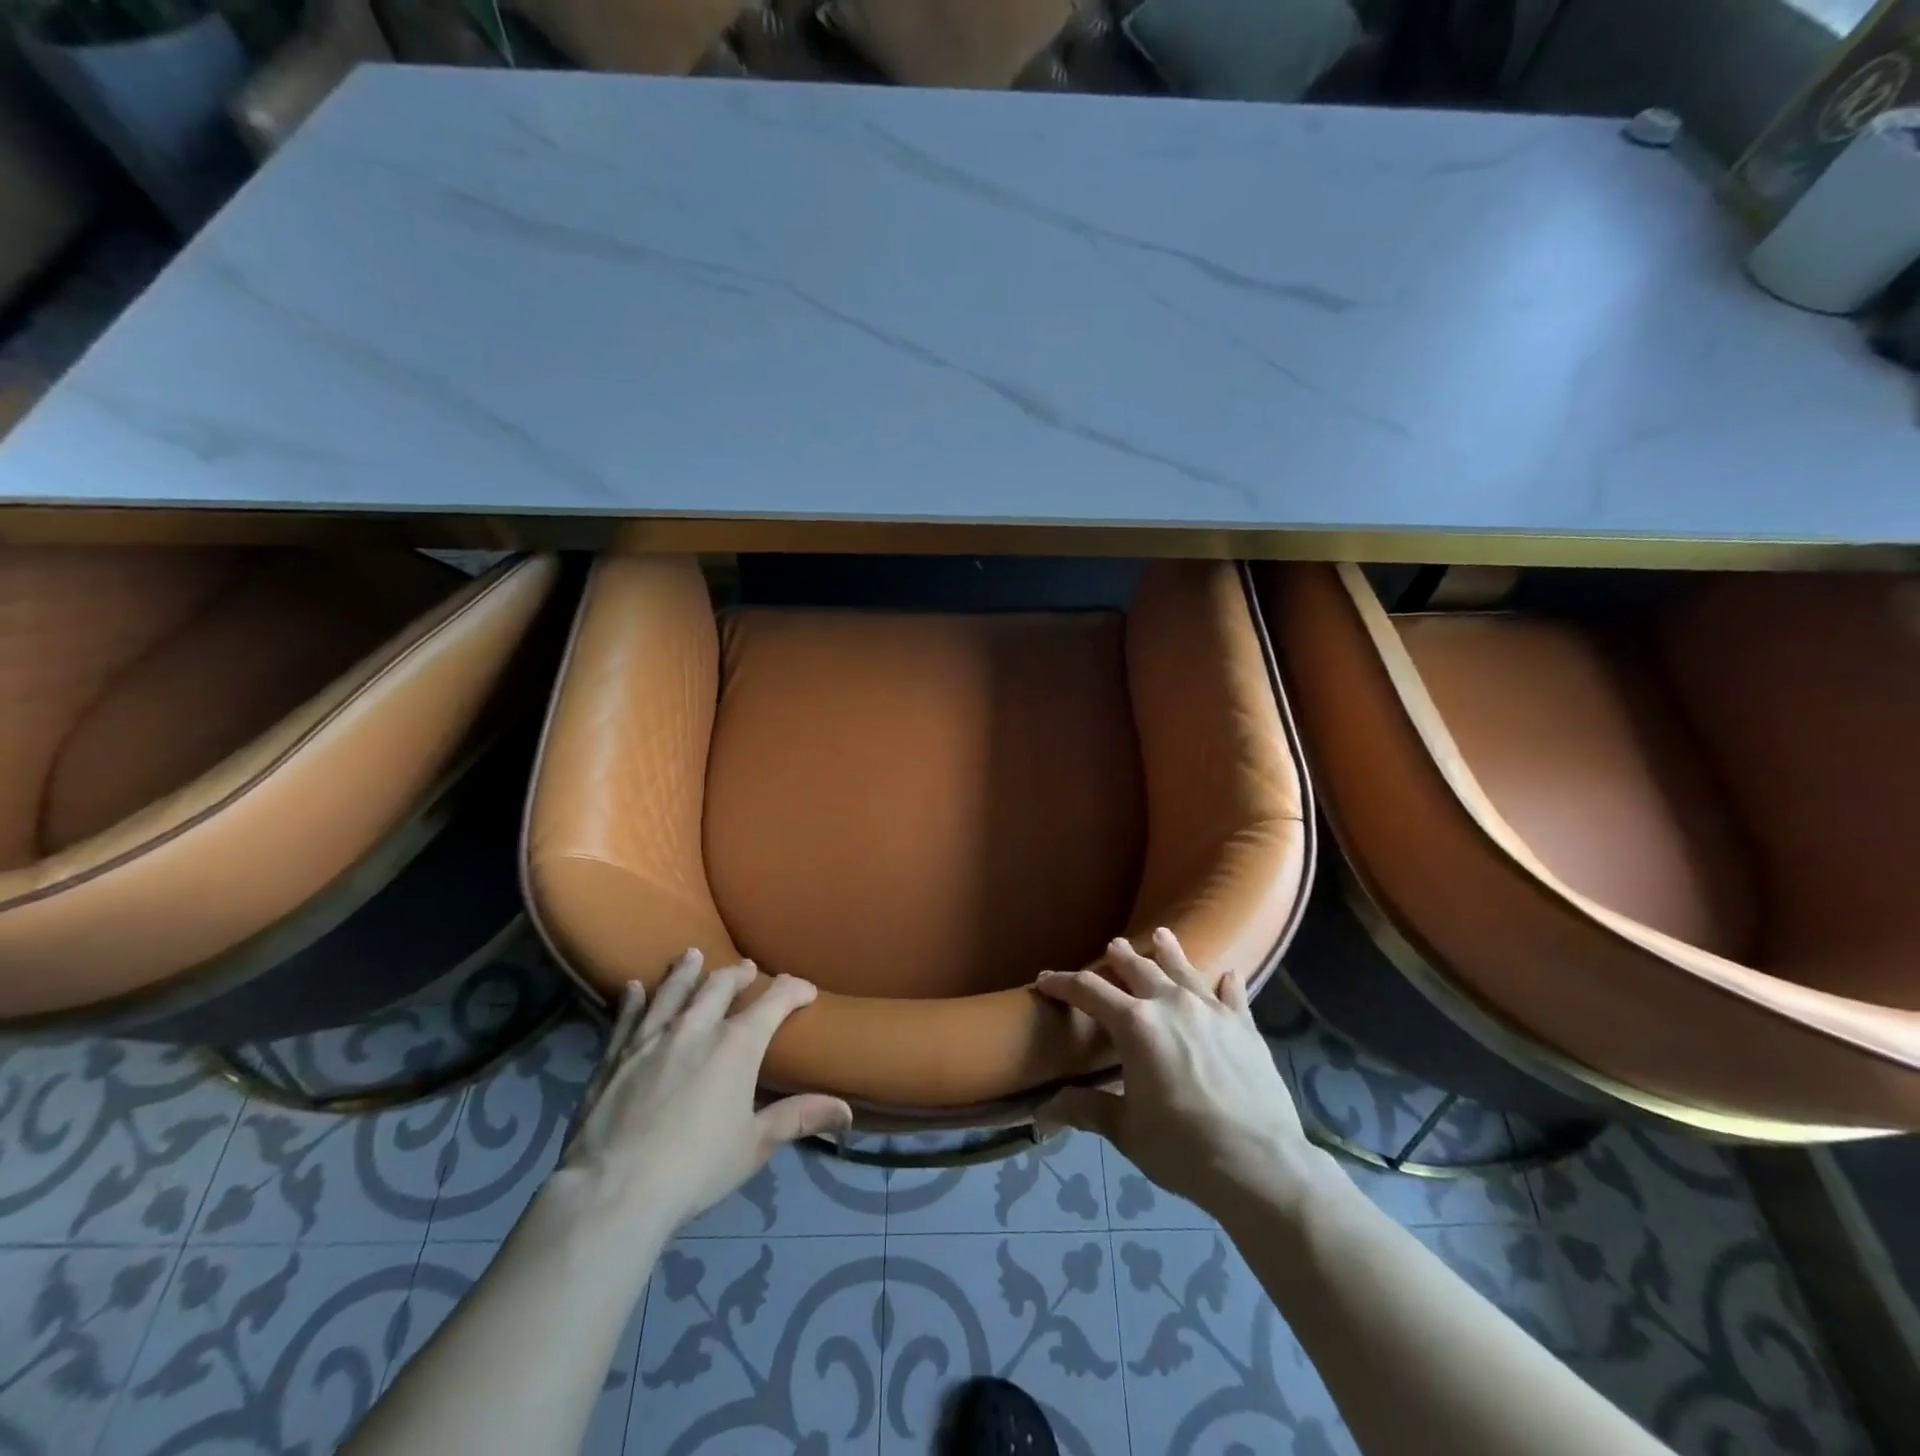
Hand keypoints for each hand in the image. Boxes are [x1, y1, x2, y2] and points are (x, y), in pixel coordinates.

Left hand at [557, 951, 852, 1232]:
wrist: (615, 1191)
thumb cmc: (697, 1167)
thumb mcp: (755, 1144)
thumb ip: (799, 1117)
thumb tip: (847, 1111)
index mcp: (737, 1045)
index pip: (774, 1002)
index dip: (794, 990)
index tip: (805, 990)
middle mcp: (696, 1028)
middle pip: (720, 986)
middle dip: (738, 975)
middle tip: (746, 970)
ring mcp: (651, 1038)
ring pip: (673, 991)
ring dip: (687, 971)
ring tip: (693, 955)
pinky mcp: (615, 1056)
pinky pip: (627, 1018)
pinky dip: (633, 1000)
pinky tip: (633, 987)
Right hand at [1034, 929, 1323, 1215]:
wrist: (1259, 1164)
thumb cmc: (1183, 1148)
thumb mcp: (1127, 1131)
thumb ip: (1087, 1110)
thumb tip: (1043, 1110)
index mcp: (1135, 1024)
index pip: (1089, 991)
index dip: (1063, 983)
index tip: (1045, 979)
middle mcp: (1170, 1004)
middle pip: (1138, 968)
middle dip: (1119, 956)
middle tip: (1112, 947)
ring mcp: (1211, 1010)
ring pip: (1183, 968)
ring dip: (1168, 951)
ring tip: (1161, 935)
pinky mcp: (1244, 1025)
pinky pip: (1232, 993)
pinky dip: (1226, 982)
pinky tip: (1228, 974)